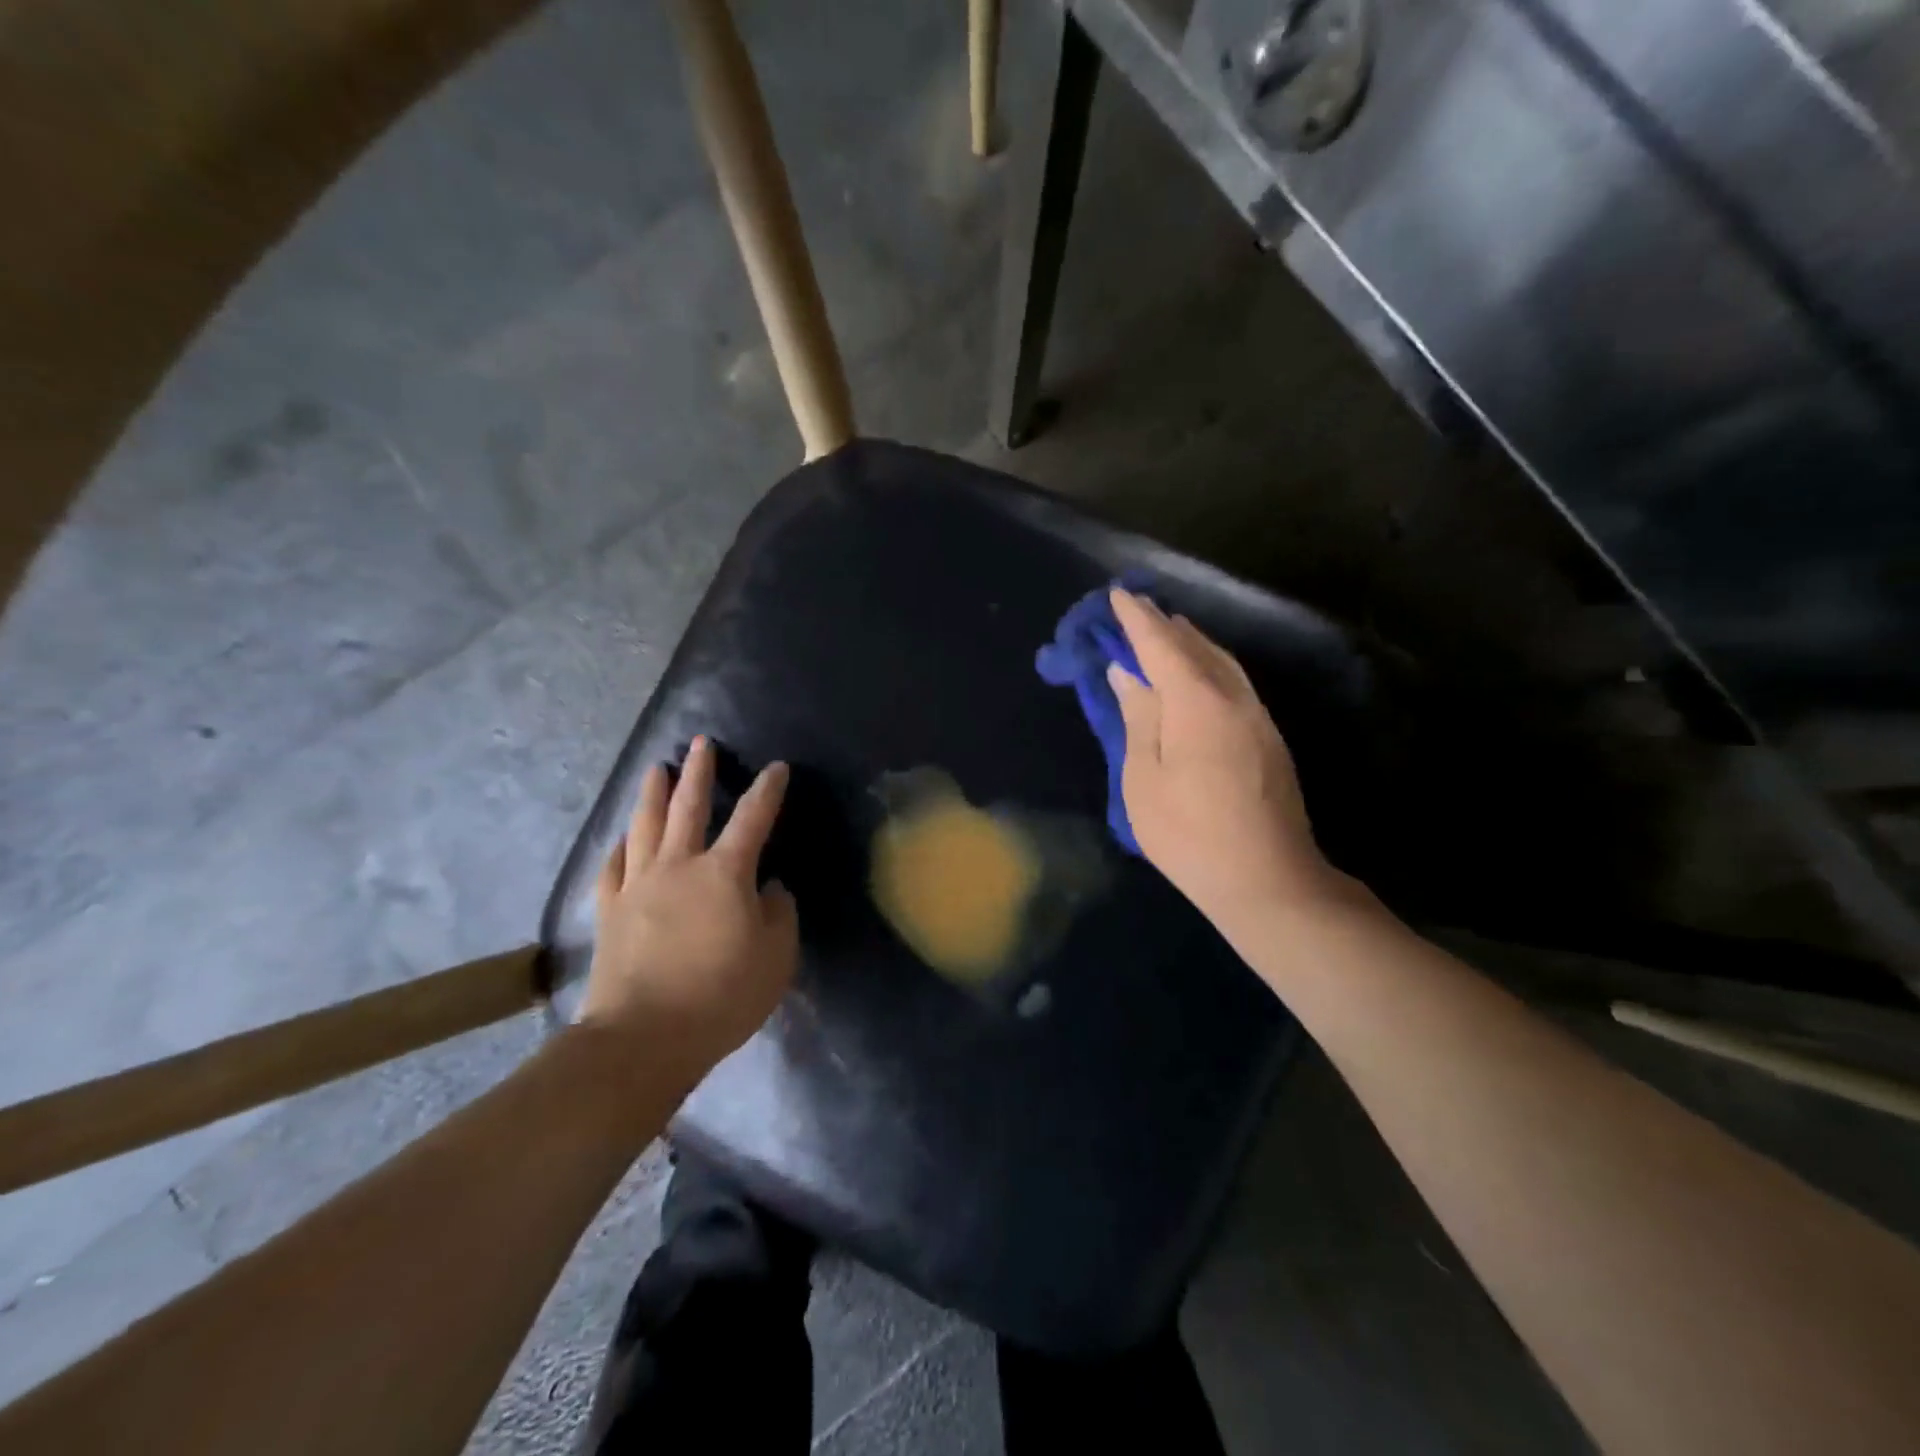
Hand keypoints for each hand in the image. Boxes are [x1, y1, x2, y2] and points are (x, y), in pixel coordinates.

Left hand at [578, 736, 798, 1083]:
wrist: (644, 1038)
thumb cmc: (721, 996)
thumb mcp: (776, 958)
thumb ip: (778, 915)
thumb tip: (769, 890)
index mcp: (725, 873)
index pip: (753, 818)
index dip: (767, 790)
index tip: (777, 767)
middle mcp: (679, 866)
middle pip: (689, 807)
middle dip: (699, 772)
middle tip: (701, 743)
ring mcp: (638, 885)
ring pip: (645, 826)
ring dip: (653, 794)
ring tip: (656, 769)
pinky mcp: (611, 910)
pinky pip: (613, 866)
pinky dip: (621, 846)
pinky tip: (623, 837)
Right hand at [1108, 588, 1341, 935]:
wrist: (1268, 881)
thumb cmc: (1189, 834)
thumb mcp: (1144, 779)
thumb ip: (1138, 718)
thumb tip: (1127, 673)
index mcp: (1197, 702)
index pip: (1161, 644)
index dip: (1136, 619)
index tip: (1116, 594)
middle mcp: (1233, 696)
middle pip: (1195, 645)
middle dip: (1162, 623)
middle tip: (1134, 609)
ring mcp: (1257, 716)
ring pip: (1221, 661)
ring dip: (1190, 641)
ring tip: (1165, 631)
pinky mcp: (1268, 738)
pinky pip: (1233, 681)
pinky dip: (1208, 664)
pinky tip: (1197, 673)